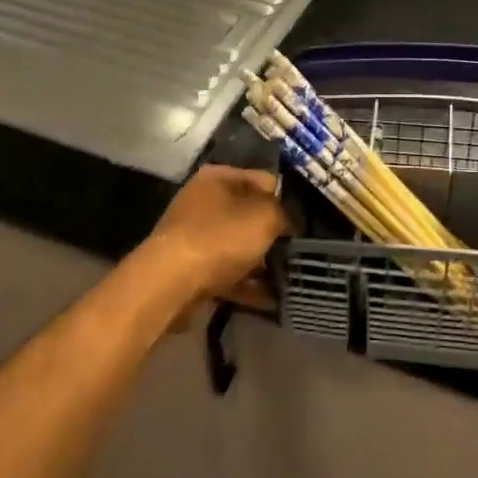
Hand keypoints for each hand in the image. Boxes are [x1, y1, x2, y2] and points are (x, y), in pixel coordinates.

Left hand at [144, 165, 289, 308]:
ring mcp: (194, 236)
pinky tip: (272, 300)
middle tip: (301, 253)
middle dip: (275, 236)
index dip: (289, 201)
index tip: (308, 223)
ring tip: (290, 279)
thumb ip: (285, 212)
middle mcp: (203, 201)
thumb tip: (291, 219)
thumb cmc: (220, 238)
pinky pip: (228, 272)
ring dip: (263, 263)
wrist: (170, 284)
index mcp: (218, 177)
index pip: (265, 180)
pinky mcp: (191, 268)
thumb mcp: (265, 217)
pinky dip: (248, 284)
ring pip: (239, 246)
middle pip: (250, 215)